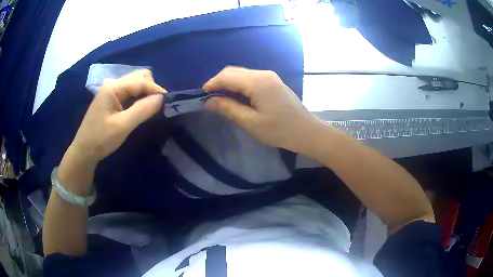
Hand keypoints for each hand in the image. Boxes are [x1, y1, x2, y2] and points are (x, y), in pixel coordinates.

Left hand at [69, 69, 165, 164]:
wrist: (84, 151)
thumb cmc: (100, 140)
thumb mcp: (122, 126)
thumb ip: (142, 110)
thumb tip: (162, 98)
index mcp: (113, 87)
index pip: (141, 81)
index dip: (157, 90)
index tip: (169, 103)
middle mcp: (113, 84)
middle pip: (139, 77)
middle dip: (152, 89)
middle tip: (158, 106)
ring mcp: (112, 90)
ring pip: (136, 84)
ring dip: (146, 93)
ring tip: (152, 108)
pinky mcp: (112, 98)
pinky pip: (130, 92)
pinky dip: (139, 98)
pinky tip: (141, 109)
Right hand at [203, 66, 319, 153]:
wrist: (307, 131)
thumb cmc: (280, 131)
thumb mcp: (251, 122)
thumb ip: (229, 109)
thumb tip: (209, 101)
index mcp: (257, 82)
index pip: (227, 76)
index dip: (211, 84)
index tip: (201, 96)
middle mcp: (263, 74)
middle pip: (233, 71)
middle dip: (219, 82)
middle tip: (210, 99)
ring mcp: (269, 76)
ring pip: (241, 73)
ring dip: (228, 83)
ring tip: (220, 99)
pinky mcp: (273, 81)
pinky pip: (250, 77)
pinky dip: (239, 84)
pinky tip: (236, 96)